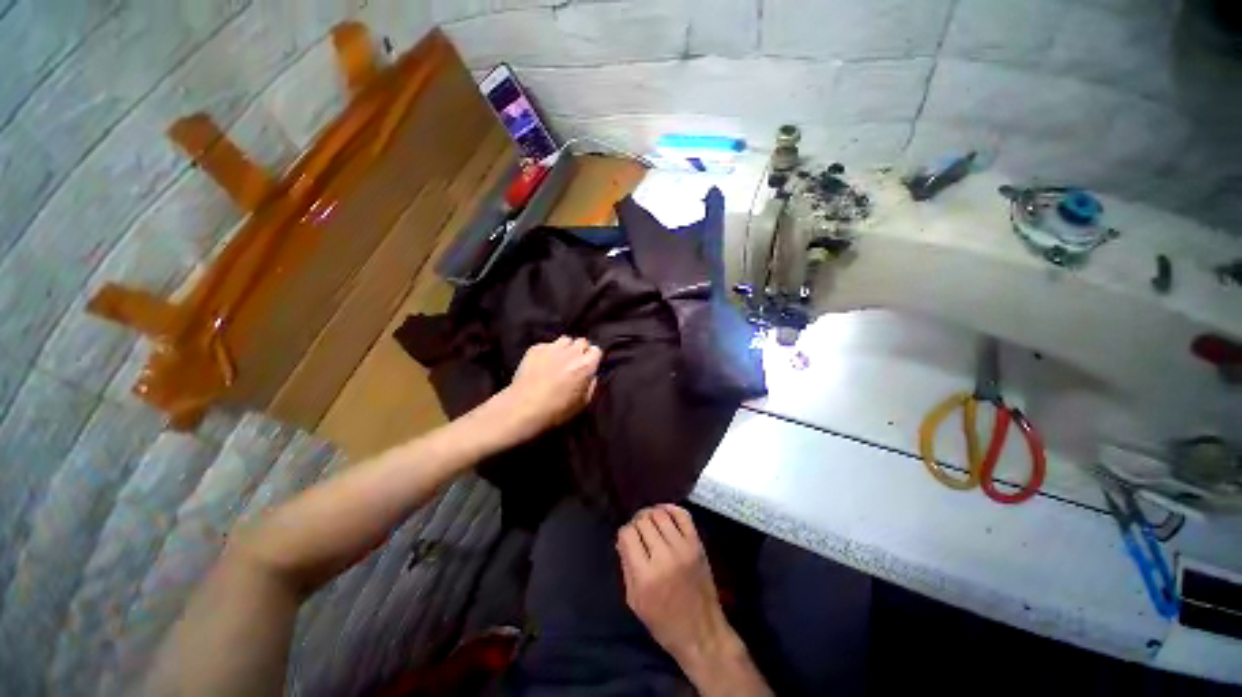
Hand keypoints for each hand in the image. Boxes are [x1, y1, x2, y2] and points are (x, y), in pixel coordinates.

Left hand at [496, 336, 600, 437]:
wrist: (523, 407)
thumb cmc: (556, 410)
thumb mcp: (583, 403)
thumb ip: (591, 386)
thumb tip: (591, 376)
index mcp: (585, 365)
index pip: (597, 350)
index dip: (593, 358)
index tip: (589, 366)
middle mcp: (571, 352)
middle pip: (582, 341)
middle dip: (580, 350)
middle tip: (574, 363)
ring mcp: (552, 348)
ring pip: (565, 340)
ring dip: (566, 348)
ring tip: (559, 360)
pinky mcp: (535, 349)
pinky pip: (547, 345)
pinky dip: (548, 352)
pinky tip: (542, 364)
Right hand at [617, 506, 771, 695]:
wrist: (702, 633)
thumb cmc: (664, 623)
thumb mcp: (635, 601)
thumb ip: (626, 567)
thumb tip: (622, 540)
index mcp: (645, 575)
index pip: (627, 534)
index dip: (624, 534)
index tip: (626, 540)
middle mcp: (664, 556)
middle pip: (643, 521)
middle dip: (636, 523)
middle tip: (637, 531)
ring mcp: (683, 548)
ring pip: (660, 514)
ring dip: (650, 514)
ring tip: (649, 521)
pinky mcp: (697, 544)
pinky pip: (683, 514)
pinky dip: (671, 508)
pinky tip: (664, 512)